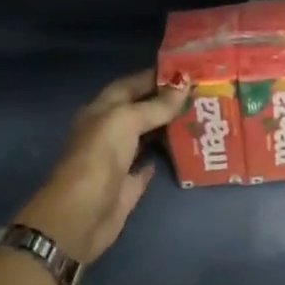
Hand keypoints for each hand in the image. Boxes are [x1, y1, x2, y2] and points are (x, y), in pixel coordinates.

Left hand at [16, 70, 188, 264]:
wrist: (82, 214)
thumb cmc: (99, 158)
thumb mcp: (125, 121)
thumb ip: (155, 105)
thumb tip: (184, 84)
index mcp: (102, 110)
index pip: (130, 85)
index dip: (155, 76)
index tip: (187, 70)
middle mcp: (109, 131)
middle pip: (141, 110)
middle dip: (167, 101)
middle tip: (202, 94)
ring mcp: (119, 159)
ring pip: (147, 136)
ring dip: (169, 128)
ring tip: (201, 117)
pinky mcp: (129, 185)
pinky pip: (149, 166)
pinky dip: (163, 157)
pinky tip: (185, 149)